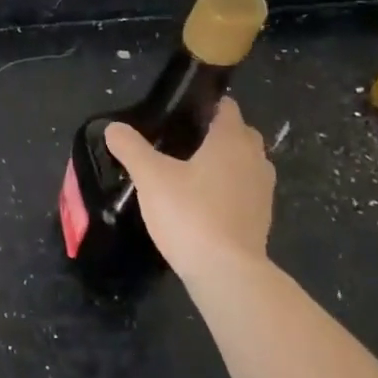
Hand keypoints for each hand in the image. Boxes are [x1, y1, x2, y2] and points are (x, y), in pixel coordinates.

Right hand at [104, 97, 274, 281]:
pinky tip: (200, 203)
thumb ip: (131, 148)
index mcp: (231, 140)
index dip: (204, 105)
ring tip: (188, 173)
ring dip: (223, 163)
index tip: (177, 113)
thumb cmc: (190, 213)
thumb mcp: (150, 177)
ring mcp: (263, 191)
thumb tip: (114, 128)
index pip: (226, 107)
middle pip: (238, 134)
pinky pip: (244, 191)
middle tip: (178, 142)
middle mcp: (255, 159)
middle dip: (214, 134)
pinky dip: (227, 190)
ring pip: (244, 164)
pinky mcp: (261, 219)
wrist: (226, 273)